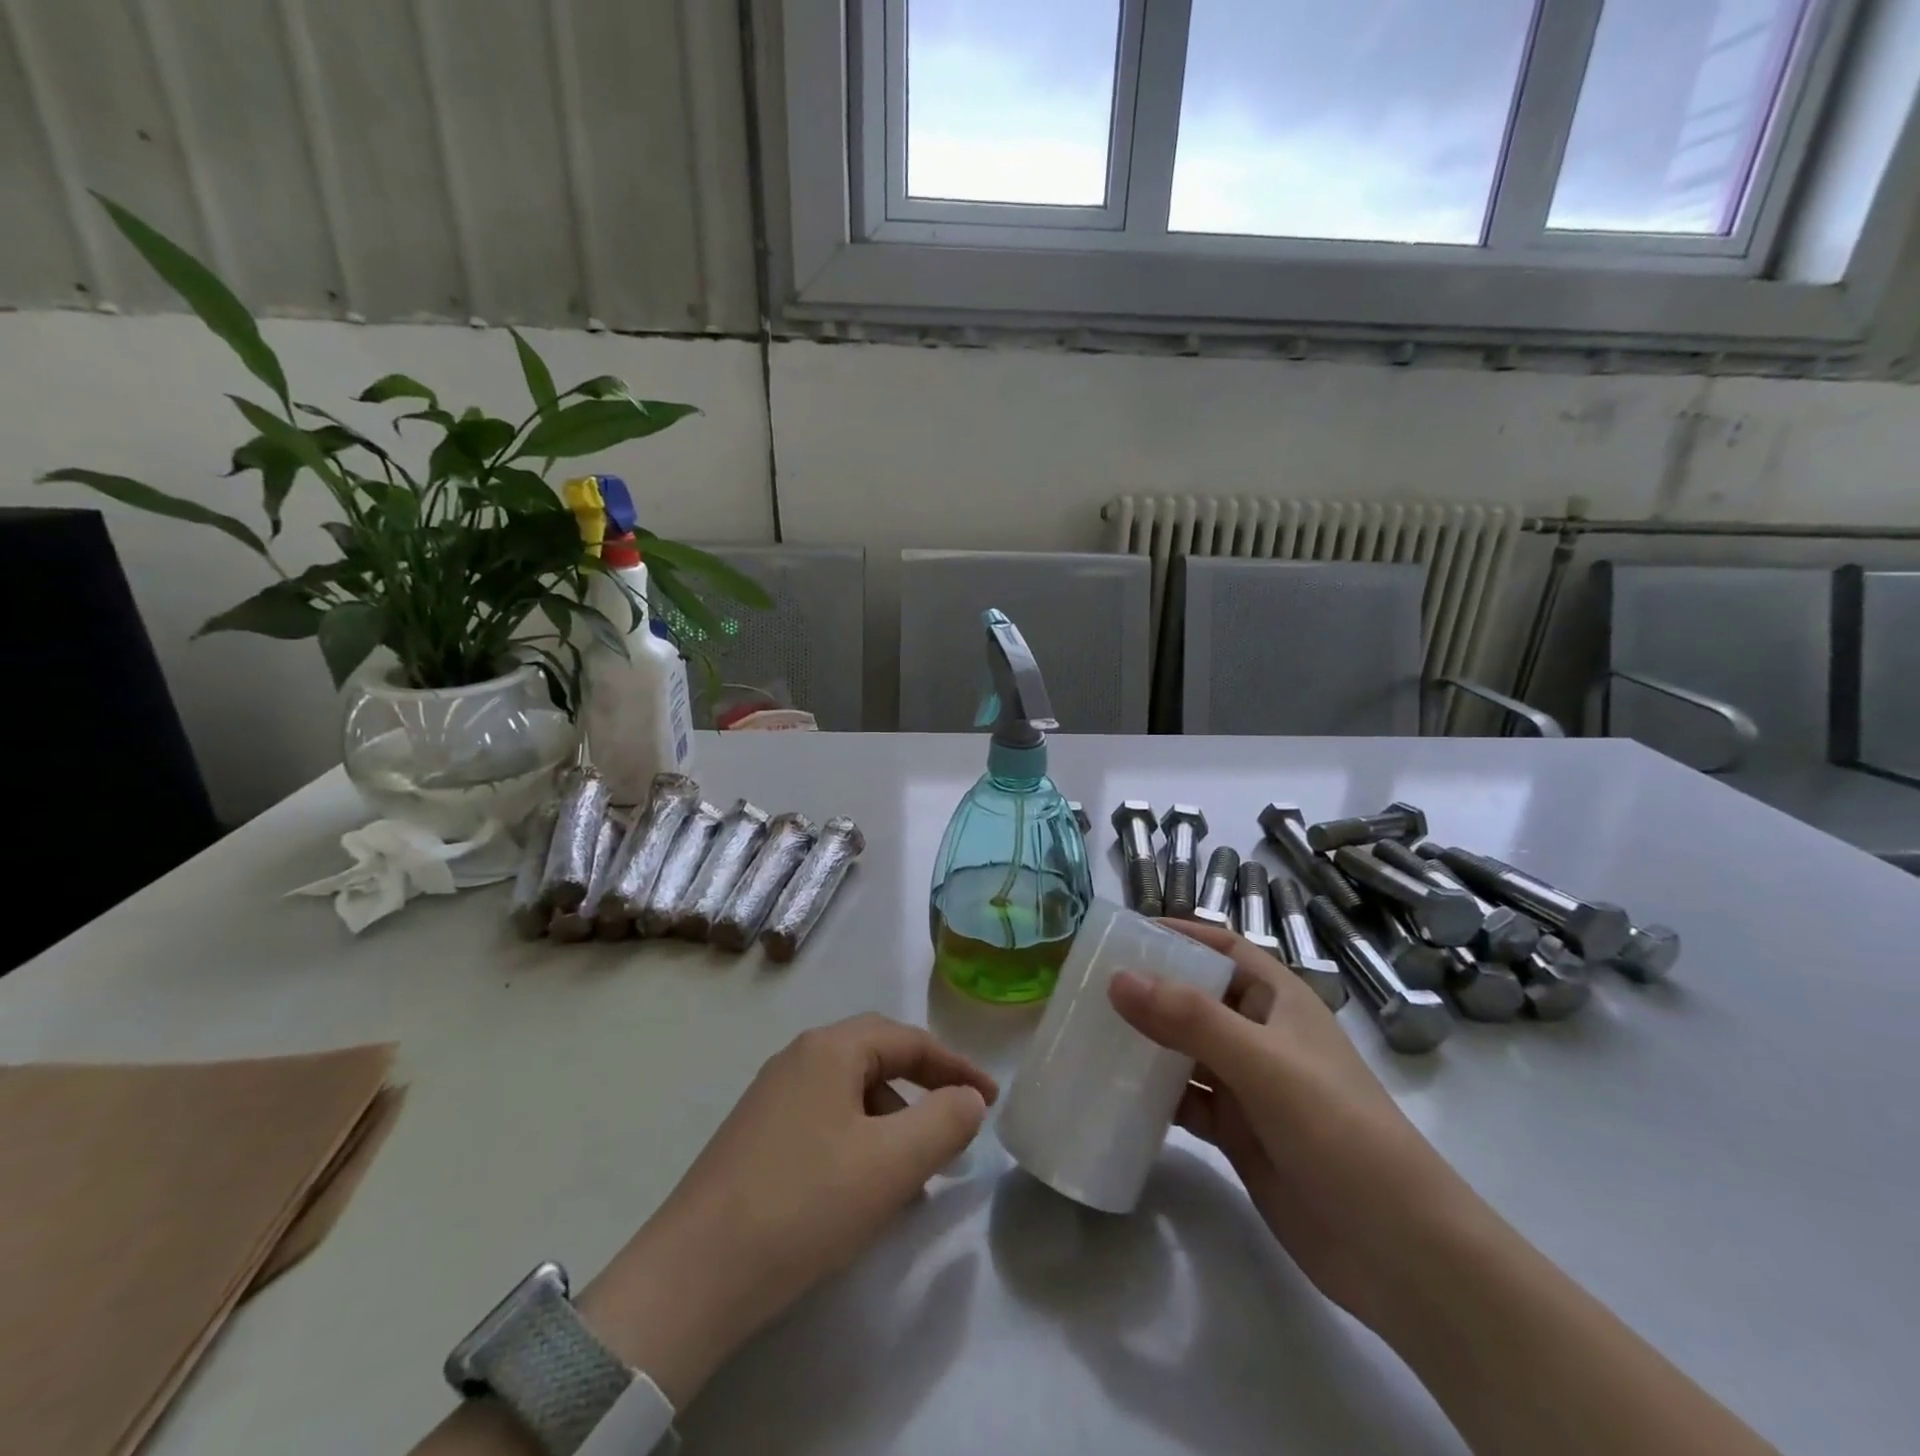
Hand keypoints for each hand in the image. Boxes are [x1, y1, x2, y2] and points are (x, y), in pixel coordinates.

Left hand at [579, 1014, 996, 1407]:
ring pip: (850, 1095)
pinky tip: (860, 1192)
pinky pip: (824, 1122)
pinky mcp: (756, 1136)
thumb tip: (970, 1098)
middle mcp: (798, 1058)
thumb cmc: (805, 1204)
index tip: (991, 1100)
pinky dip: (858, 1144)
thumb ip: (945, 1120)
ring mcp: (771, 1097)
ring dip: (890, 1125)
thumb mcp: (892, 1162)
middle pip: (878, 1060)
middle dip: (922, 1094)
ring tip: (909, 1178)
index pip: (909, 1040)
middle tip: (953, 1134)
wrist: (693, 1275)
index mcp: (830, 1049)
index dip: (956, 1066)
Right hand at [1108, 922, 1477, 1333]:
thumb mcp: (1262, 1063)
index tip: (1124, 933)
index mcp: (1279, 1000)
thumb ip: (1189, 1019)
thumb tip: (1117, 978)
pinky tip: (1114, 1094)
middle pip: (1197, 996)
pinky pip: (1186, 1100)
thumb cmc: (1337, 1129)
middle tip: (1088, 984)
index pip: (1223, 947)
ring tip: (1088, 1032)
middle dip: (1150, 988)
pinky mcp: (1239, 1133)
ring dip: (1146, 1041)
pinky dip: (1154, 1095)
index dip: (1179, 933)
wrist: (1397, 1250)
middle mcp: (1262, 1035)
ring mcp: (1250, 1086)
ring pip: (1186, 1049)